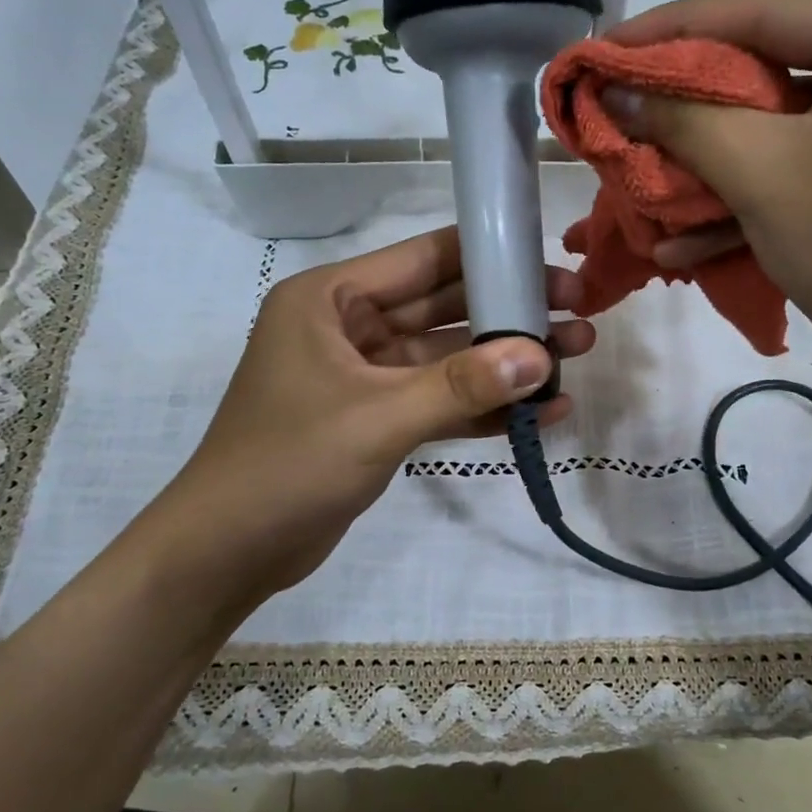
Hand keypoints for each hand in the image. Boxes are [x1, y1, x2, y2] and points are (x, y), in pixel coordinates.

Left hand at [150, 226, 595, 602]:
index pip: (425, 259)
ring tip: (577, 360)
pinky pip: (438, 401)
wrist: (229, 552)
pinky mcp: (377, 419)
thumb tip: (542, 357)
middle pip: (445, 309)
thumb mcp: (378, 419)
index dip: (493, 258)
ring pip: (448, 359)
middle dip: (511, 316)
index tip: (553, 268)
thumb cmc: (288, 465)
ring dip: (505, 365)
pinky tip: (539, 416)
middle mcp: (349, 327)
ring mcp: (365, 376)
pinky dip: (482, 409)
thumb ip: (461, 386)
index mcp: (331, 299)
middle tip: (582, 317)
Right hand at [606, 0, 811, 395]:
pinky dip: (755, 196)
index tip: (603, 50)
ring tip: (641, 183)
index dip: (669, 33)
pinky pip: (811, 163)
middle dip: (690, 111)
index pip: (763, 13)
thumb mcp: (761, 175)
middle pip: (772, 69)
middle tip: (622, 114)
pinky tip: (687, 242)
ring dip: (712, 166)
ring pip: (784, 126)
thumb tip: (613, 89)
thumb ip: (682, 120)